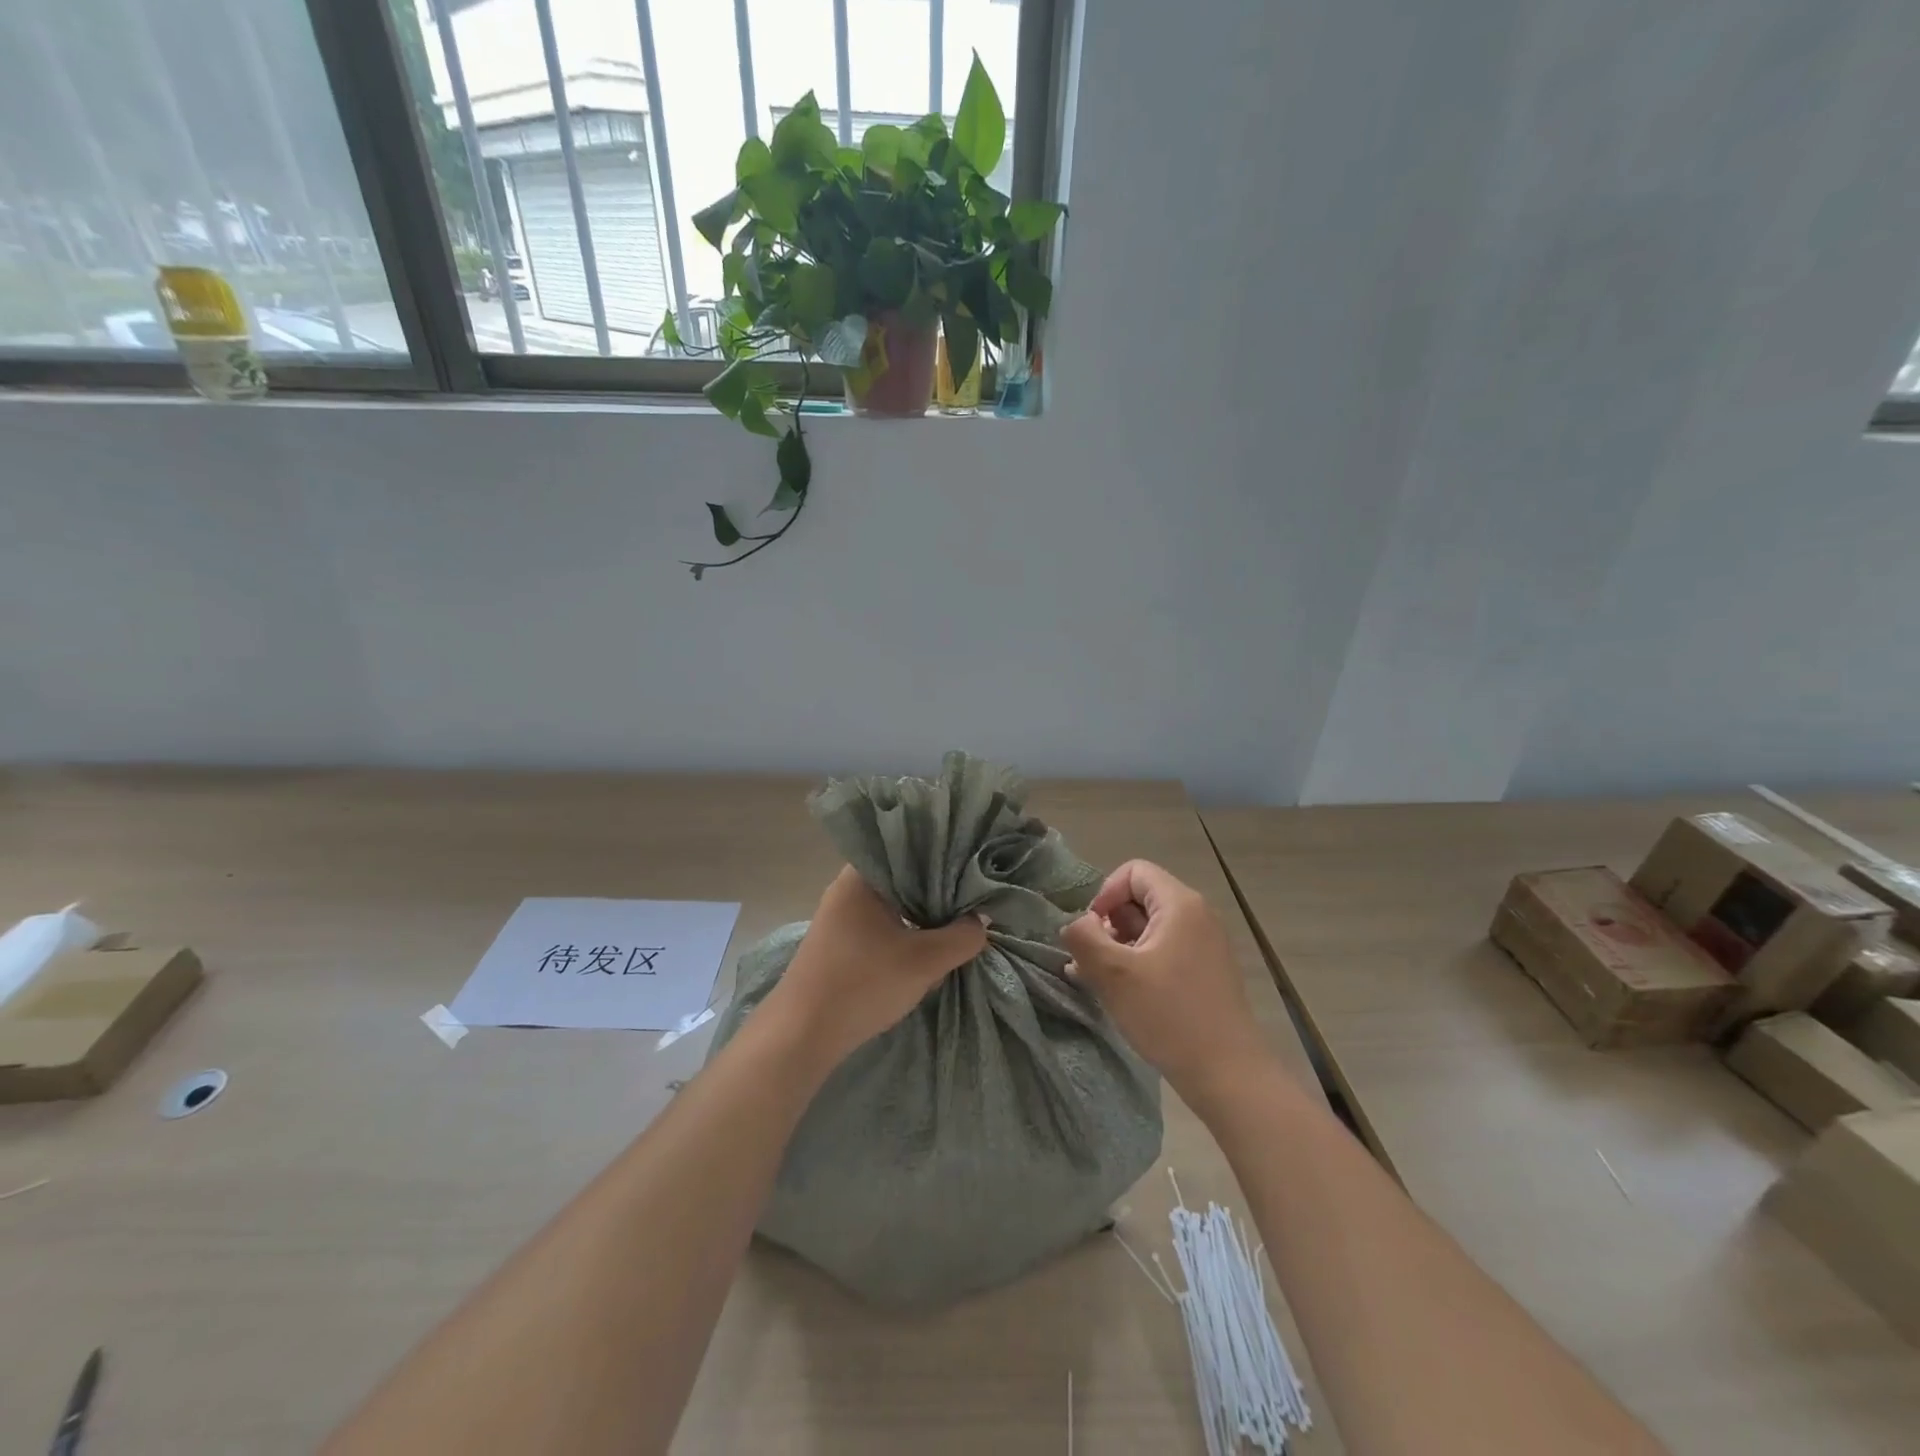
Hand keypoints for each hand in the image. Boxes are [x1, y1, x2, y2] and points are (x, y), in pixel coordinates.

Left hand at [764, 867, 987, 1072]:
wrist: (802, 1035)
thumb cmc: (862, 984)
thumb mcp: (924, 961)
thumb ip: (961, 937)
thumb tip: (981, 921)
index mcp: (861, 876)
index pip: (910, 849)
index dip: (944, 856)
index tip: (972, 866)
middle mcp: (847, 888)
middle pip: (903, 878)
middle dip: (936, 890)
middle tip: (972, 897)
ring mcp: (840, 917)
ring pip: (893, 905)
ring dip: (921, 915)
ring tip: (957, 920)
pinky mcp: (839, 943)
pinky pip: (881, 925)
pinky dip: (904, 932)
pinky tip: (926, 946)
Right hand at [1060, 860, 1277, 1113]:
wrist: (1228, 1074)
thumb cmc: (1168, 1015)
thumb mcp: (1113, 974)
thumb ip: (1083, 938)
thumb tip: (1075, 924)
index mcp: (1180, 905)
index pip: (1133, 872)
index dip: (1104, 895)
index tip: (1091, 932)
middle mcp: (1197, 915)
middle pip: (1141, 899)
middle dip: (1109, 924)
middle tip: (1090, 961)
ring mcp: (1205, 944)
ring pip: (1150, 928)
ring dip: (1119, 947)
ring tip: (1097, 981)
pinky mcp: (1206, 971)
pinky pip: (1165, 951)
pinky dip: (1139, 963)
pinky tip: (1122, 993)